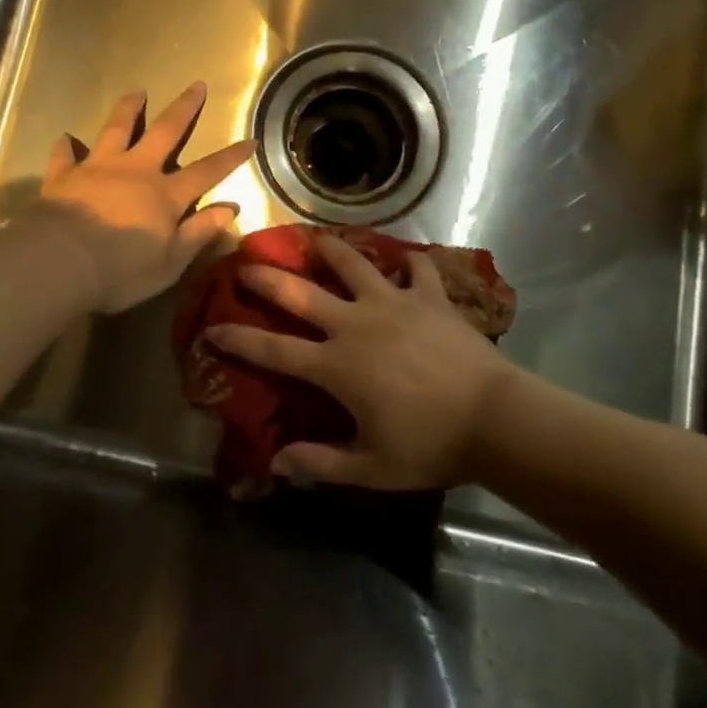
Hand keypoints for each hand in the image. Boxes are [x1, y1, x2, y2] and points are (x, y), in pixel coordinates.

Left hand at [30, 83, 254, 313]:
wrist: (59, 263)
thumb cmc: (120, 271)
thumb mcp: (170, 263)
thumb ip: (199, 233)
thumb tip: (230, 209)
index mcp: (165, 195)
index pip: (206, 171)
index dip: (230, 157)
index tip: (249, 139)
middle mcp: (135, 171)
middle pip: (165, 131)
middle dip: (184, 108)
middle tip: (196, 85)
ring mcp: (98, 168)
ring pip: (117, 129)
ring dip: (128, 109)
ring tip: (137, 91)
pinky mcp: (64, 175)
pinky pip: (65, 155)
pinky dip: (65, 146)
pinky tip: (64, 138)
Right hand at [206, 234, 514, 488]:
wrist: (493, 418)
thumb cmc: (430, 446)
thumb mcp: (371, 468)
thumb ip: (320, 462)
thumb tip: (276, 464)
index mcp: (337, 366)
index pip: (273, 351)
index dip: (239, 339)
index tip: (212, 327)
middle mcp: (355, 324)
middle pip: (301, 294)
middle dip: (268, 277)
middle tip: (246, 262)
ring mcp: (393, 303)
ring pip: (353, 264)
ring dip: (332, 250)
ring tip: (317, 240)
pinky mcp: (429, 296)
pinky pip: (417, 269)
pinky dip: (410, 262)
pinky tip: (406, 260)